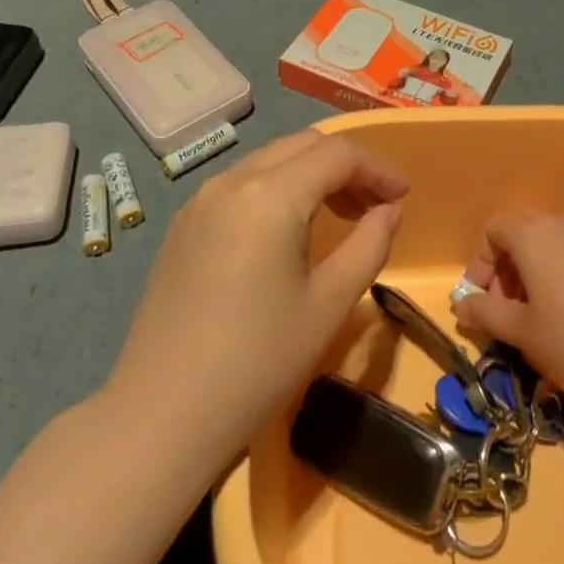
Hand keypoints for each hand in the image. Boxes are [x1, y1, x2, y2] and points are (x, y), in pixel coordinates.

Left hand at [106, 130, 407, 462]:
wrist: (160, 418)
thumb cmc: (257, 364)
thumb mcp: (329, 305)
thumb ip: (368, 245)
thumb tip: (389, 210)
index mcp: (270, 195)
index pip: (337, 154)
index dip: (378, 168)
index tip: (403, 196)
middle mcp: (232, 181)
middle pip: (303, 145)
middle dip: (347, 166)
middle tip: (375, 207)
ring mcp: (200, 201)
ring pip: (271, 160)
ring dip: (311, 174)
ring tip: (339, 216)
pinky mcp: (183, 225)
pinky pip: (242, 184)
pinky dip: (278, 188)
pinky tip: (288, 231)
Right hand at [451, 213, 563, 406]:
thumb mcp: (523, 334)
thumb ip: (486, 313)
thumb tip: (461, 304)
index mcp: (535, 234)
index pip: (493, 229)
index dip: (480, 263)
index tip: (484, 302)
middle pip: (524, 235)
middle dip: (509, 271)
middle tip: (511, 314)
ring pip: (556, 246)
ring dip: (540, 275)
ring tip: (546, 319)